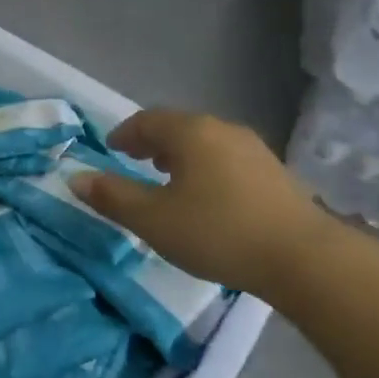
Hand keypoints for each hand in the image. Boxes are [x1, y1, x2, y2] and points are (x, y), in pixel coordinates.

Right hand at [71, 110, 331, 299]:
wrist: (302, 257)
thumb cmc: (217, 232)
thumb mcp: (153, 219)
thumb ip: (112, 197)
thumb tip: (75, 178)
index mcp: (190, 133)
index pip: (148, 120)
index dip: (125, 133)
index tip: (111, 148)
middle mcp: (222, 130)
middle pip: (179, 127)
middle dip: (152, 142)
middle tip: (134, 160)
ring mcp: (254, 150)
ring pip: (205, 142)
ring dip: (180, 155)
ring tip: (167, 178)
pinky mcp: (274, 173)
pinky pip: (226, 159)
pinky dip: (205, 167)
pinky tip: (205, 196)